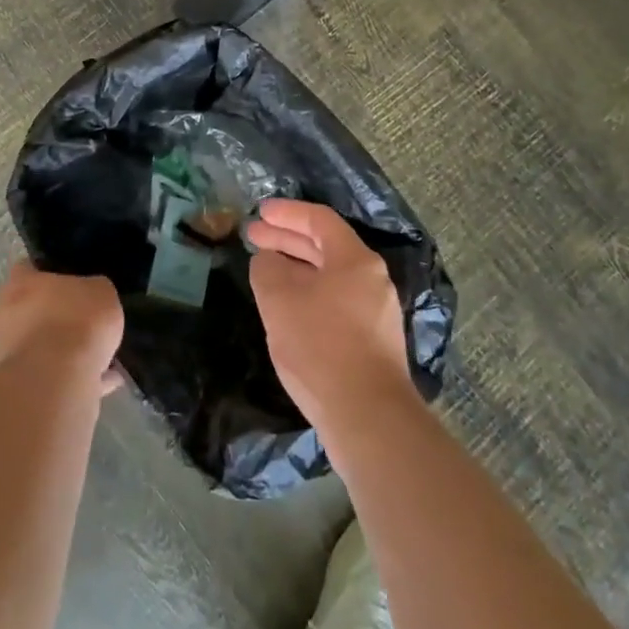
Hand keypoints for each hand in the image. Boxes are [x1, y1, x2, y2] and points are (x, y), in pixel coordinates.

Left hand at [0, 261, 124, 395]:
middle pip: (31, 309)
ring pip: (39, 346)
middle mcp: (4, 314)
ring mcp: (5, 354)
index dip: (49, 273)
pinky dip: (72, 378)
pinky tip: (102, 382)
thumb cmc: (77, 321)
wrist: (56, 381)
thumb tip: (92, 297)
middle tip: (85, 321)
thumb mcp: (102, 292)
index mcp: (20, 283)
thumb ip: (93, 291)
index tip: (71, 280)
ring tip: (100, 357)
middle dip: (56, 316)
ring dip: (63, 351)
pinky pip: (49, 377)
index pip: (28, 268)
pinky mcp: (15, 387)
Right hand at [247, 200, 413, 427]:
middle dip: (287, 239)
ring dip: (296, 268)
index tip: (260, 212)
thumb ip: (268, 270)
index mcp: (356, 260)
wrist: (368, 417)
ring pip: (330, 276)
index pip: (319, 220)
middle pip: (326, 246)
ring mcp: (376, 311)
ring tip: (266, 269)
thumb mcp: (280, 301)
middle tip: (253, 236)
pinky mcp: (372, 341)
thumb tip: (268, 260)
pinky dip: (309, 293)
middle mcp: (372, 279)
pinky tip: (288, 309)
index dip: (287, 212)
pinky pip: (336, 301)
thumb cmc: (321, 347)